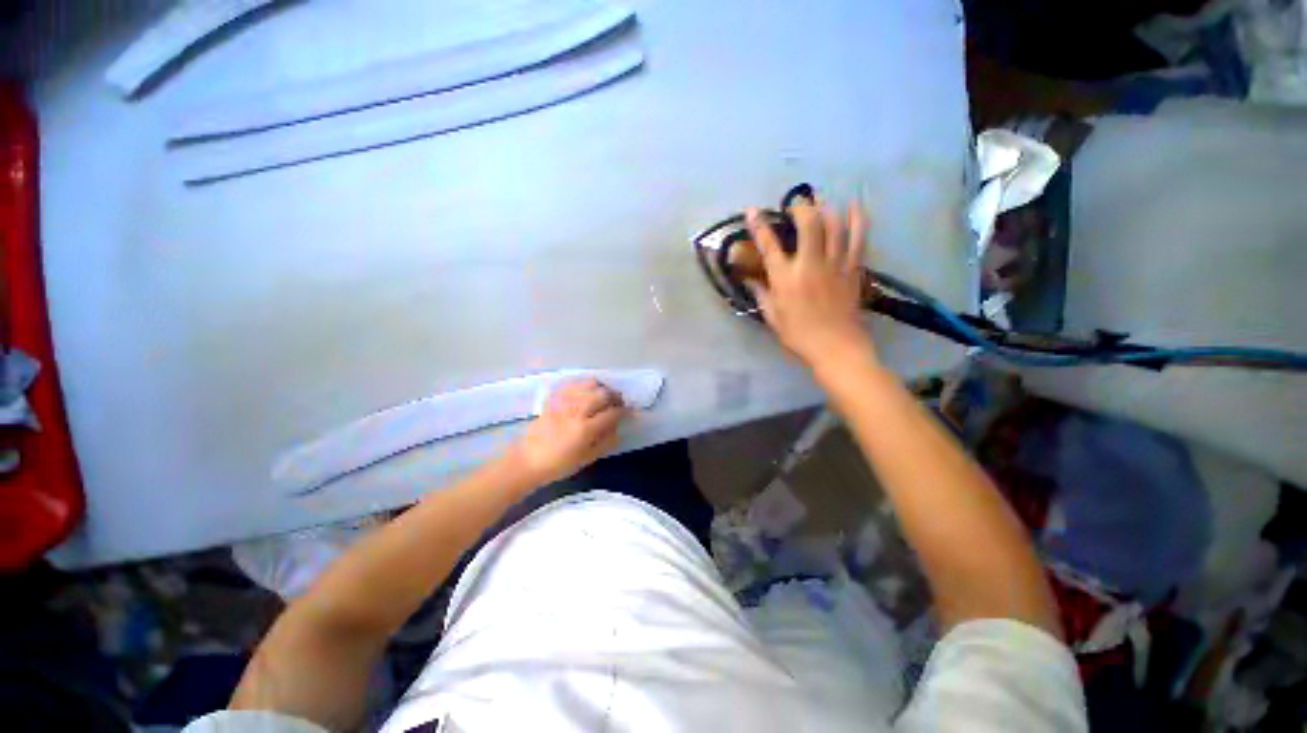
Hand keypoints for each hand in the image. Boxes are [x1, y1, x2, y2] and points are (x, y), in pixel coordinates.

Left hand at [504, 379, 627, 485]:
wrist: (526, 461)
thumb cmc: (558, 465)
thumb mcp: (586, 459)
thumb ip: (605, 442)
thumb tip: (618, 428)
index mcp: (585, 429)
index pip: (612, 413)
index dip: (623, 411)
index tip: (628, 412)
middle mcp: (576, 411)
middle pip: (602, 394)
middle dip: (614, 396)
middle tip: (618, 402)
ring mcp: (564, 402)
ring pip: (589, 384)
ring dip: (601, 388)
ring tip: (604, 394)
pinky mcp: (553, 399)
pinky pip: (572, 384)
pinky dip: (583, 385)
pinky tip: (586, 391)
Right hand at [746, 201, 876, 369]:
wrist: (836, 347)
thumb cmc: (799, 335)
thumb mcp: (772, 317)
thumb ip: (761, 295)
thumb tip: (751, 280)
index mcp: (786, 279)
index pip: (769, 245)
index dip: (759, 225)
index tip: (752, 211)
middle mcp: (810, 265)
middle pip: (809, 223)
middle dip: (800, 207)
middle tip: (794, 204)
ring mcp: (835, 264)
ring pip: (835, 225)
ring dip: (826, 208)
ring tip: (820, 203)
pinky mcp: (853, 268)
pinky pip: (859, 237)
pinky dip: (857, 218)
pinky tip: (854, 206)